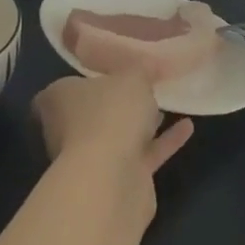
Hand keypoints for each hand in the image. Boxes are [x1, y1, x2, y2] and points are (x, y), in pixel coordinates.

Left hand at [34, 73, 194, 190]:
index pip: (64, 88)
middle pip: (91, 113)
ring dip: (139, 124)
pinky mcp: (118, 180)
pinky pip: (143, 154)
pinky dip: (163, 141)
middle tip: (141, 87)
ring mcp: (91, 159)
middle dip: (114, 103)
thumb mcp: (132, 76)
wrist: (112, 179)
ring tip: (166, 104)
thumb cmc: (110, 114)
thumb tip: (146, 65)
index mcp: (58, 100)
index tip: (107, 72)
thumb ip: (140, 70)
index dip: (84, 80)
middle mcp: (67, 130)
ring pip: (117, 135)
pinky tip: (187, 127)